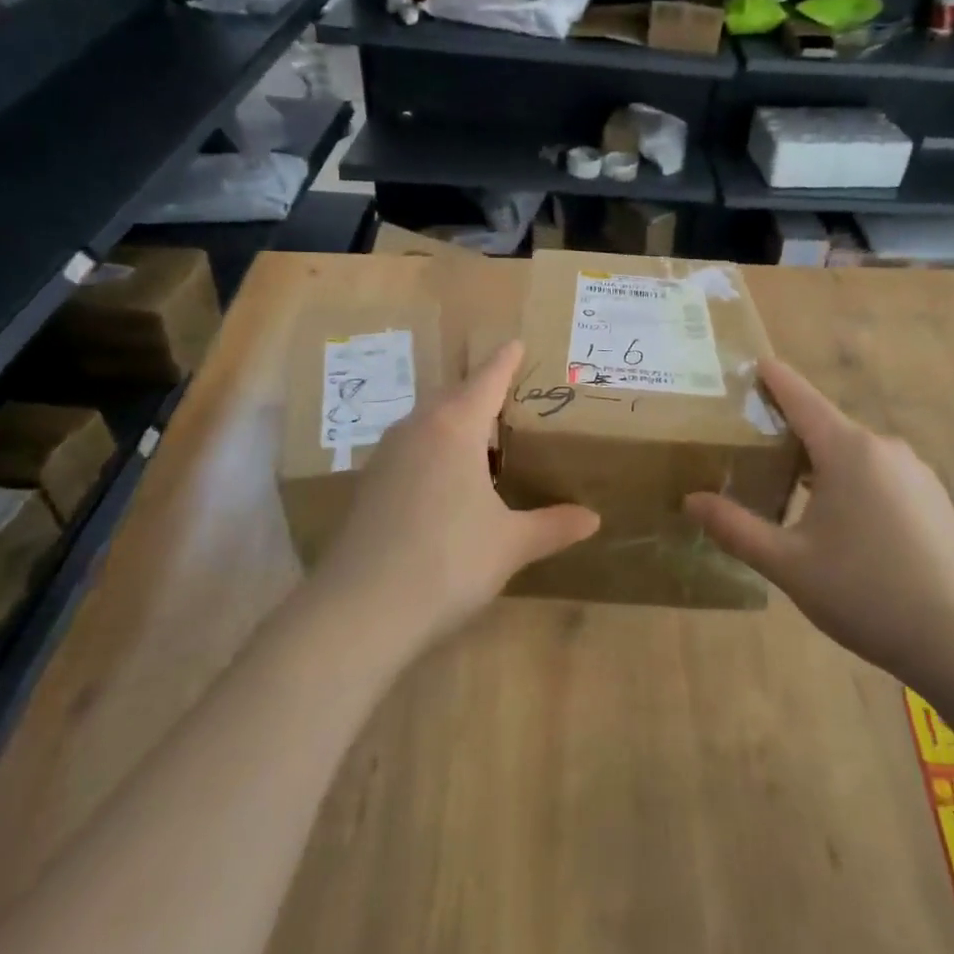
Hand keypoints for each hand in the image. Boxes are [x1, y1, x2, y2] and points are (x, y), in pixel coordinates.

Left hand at [314, 341, 598, 652]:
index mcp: (455, 427)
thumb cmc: (449, 562)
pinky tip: (447, 480)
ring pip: (428, 421)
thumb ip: (553, 525)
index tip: (517, 343)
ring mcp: (387, 455)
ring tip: (483, 439)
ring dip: (455, 421)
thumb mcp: (510, 544)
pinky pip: (411, 447)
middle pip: (453, 395)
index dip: (505, 361)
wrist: (361, 610)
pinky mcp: (369, 484)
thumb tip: (593, 519)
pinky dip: (434, 448)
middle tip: (510, 396)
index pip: (486, 380)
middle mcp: (417, 429)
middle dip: (480, 391)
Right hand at [684, 359, 953, 694]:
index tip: (752, 363)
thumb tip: (690, 500)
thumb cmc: (866, 593)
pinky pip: (878, 473)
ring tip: (786, 488)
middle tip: (748, 447)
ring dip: (819, 461)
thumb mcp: (788, 564)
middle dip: (788, 431)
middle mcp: (884, 448)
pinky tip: (839, 522)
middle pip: (825, 425)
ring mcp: (915, 472)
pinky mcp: (933, 498)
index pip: (801, 397)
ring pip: (853, 452)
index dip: (773, 378)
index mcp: (848, 450)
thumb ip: (735, 528)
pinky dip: (849, 480)